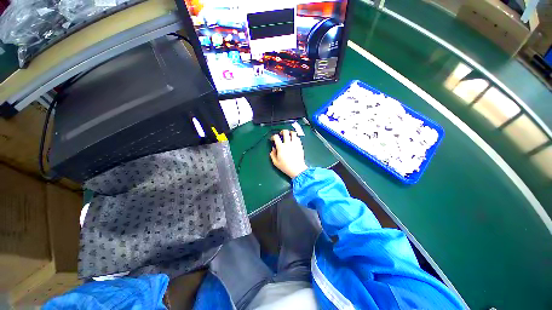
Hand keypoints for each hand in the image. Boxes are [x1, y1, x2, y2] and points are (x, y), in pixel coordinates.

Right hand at [270, 130, 307, 178]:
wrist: (297, 169)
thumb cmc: (286, 167)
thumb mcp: (276, 162)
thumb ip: (272, 155)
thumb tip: (273, 149)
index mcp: (281, 147)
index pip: (276, 137)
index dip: (273, 136)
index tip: (273, 139)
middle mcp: (288, 144)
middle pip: (285, 132)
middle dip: (282, 131)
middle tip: (281, 134)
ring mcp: (295, 144)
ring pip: (293, 133)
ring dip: (290, 133)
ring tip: (289, 135)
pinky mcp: (300, 146)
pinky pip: (298, 138)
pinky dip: (295, 137)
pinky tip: (294, 141)